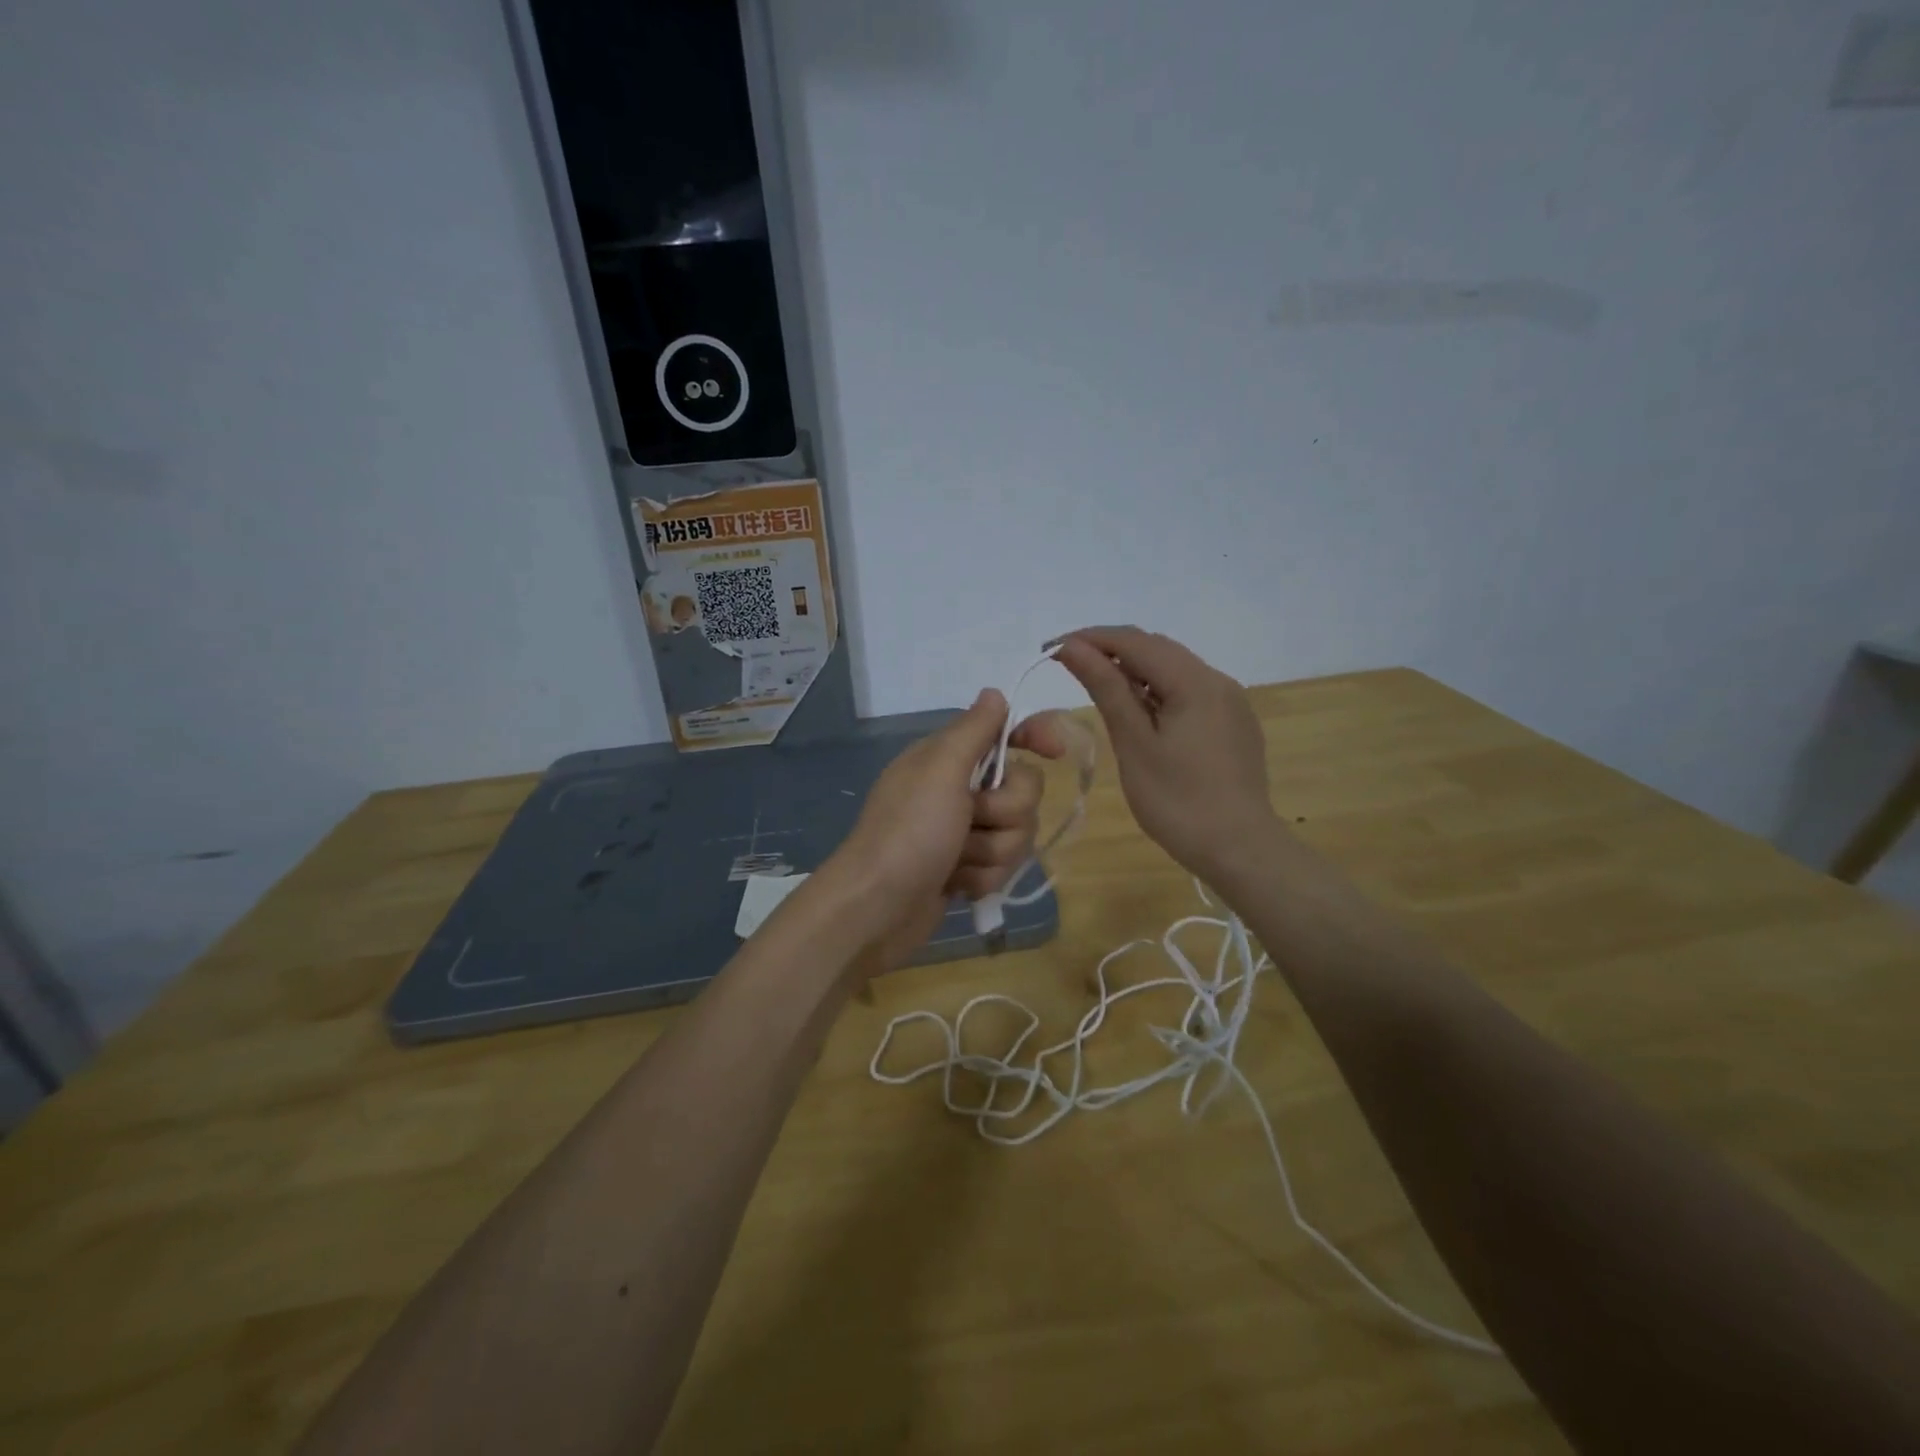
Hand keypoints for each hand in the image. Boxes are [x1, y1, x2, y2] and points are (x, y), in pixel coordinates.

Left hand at [826, 690, 1065, 968]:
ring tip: (956, 861)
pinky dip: (982, 878)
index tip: (1055, 751)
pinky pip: (1002, 867)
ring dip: (991, 852)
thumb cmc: (909, 832)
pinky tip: (955, 885)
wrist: (877, 908)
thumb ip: (973, 730)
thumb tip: (994, 692)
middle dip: (1004, 813)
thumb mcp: (940, 769)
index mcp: (949, 757)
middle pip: (1023, 790)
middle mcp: (958, 789)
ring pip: (1017, 833)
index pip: (1005, 732)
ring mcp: (963, 832)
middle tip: (970, 822)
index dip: (1034, 736)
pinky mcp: (966, 868)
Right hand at [1055, 626, 1281, 881]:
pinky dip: (1157, 691)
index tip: (1050, 649)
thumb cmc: (1178, 801)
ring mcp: (1230, 702)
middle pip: (1157, 649)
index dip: (1090, 638)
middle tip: (1067, 666)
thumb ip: (1106, 688)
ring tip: (1097, 687)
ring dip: (1134, 670)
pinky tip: (1139, 712)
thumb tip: (1072, 647)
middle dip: (1110, 650)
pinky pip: (1189, 691)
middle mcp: (1217, 680)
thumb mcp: (1134, 743)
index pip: (1134, 641)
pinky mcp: (1233, 723)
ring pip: (1174, 670)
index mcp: (1194, 681)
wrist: (1240, 850)